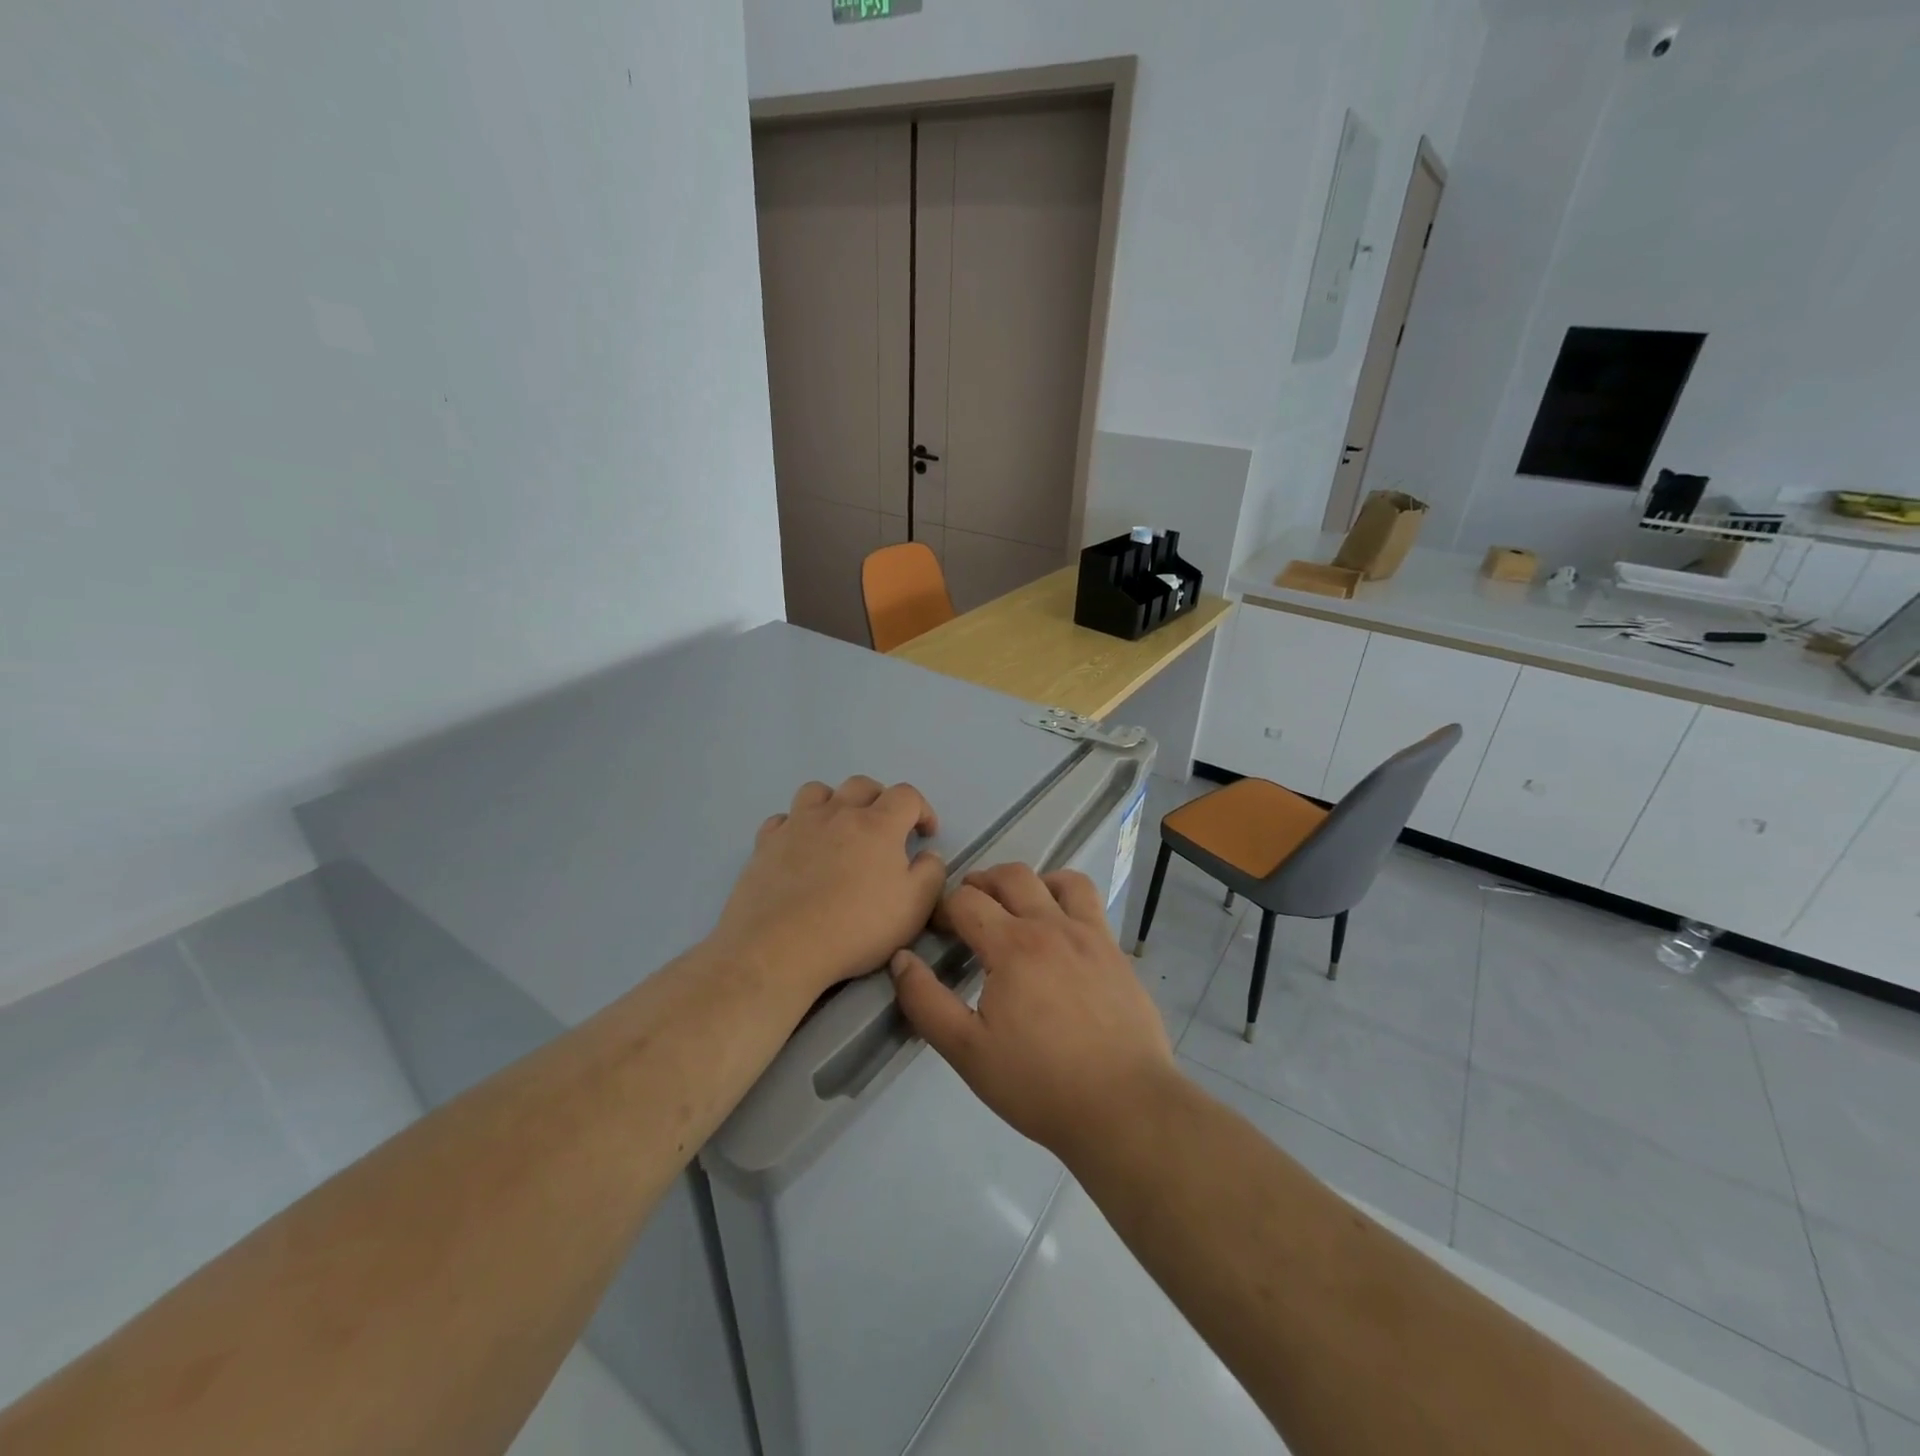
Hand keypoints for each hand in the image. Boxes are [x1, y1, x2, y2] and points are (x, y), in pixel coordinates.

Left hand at [711, 776, 946, 1000]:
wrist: (781, 947)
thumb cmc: (856, 927)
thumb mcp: (914, 907)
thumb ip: (930, 873)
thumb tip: (928, 855)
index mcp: (878, 824)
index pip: (907, 795)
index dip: (922, 809)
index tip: (925, 834)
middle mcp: (837, 813)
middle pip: (862, 785)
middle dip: (880, 799)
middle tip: (886, 829)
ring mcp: (797, 825)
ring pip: (818, 791)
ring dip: (835, 802)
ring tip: (839, 828)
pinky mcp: (766, 843)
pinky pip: (782, 819)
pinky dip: (796, 825)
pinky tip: (800, 847)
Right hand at [889, 863, 1174, 1159]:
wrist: (1123, 1106)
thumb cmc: (1038, 1083)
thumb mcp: (967, 1051)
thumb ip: (926, 1002)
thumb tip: (901, 960)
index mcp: (1012, 946)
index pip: (966, 901)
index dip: (943, 909)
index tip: (937, 931)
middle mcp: (1051, 926)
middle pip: (1011, 876)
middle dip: (981, 883)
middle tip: (968, 909)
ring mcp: (1090, 935)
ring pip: (1059, 879)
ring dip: (1030, 883)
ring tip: (1017, 908)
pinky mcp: (1115, 951)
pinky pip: (1090, 903)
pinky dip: (1067, 899)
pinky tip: (1060, 931)